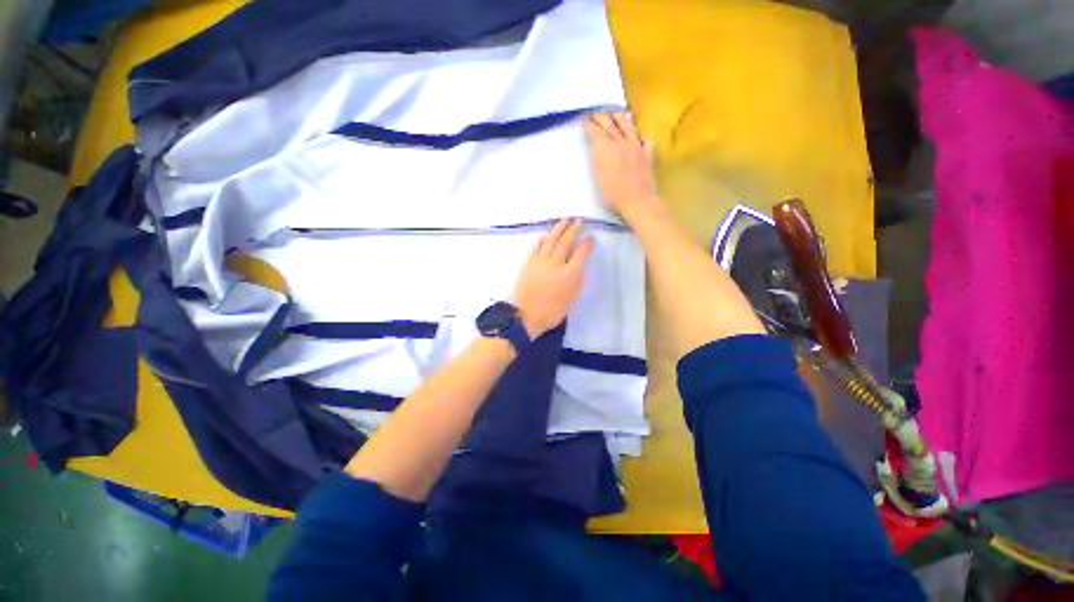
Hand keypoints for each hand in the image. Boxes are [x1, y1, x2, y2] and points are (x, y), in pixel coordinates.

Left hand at [511, 220, 593, 337]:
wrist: (524, 315)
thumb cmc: (551, 312)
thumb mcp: (571, 300)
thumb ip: (577, 282)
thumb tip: (579, 267)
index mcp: (570, 274)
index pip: (582, 253)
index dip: (587, 244)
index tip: (590, 238)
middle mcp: (556, 263)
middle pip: (566, 241)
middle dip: (574, 229)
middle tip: (579, 222)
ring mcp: (541, 260)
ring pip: (551, 239)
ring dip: (559, 228)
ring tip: (565, 220)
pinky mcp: (529, 262)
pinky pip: (537, 245)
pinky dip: (543, 238)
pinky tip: (546, 235)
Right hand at [583, 112, 659, 217]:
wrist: (637, 201)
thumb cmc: (613, 195)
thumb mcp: (598, 178)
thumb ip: (598, 160)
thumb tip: (597, 148)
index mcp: (606, 150)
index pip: (596, 133)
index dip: (590, 126)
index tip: (585, 121)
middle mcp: (621, 143)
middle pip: (611, 126)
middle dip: (602, 117)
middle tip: (596, 113)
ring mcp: (636, 147)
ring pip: (628, 127)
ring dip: (621, 119)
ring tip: (616, 113)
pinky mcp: (647, 154)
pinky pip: (645, 140)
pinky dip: (641, 135)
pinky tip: (640, 135)